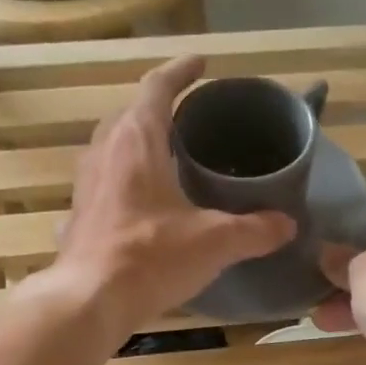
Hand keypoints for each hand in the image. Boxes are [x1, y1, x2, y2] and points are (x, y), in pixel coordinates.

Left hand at [47, 55, 294, 332]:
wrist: (90, 300)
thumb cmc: (151, 257)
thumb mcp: (214, 242)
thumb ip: (254, 230)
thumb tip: (287, 225)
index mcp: (137, 141)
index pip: (157, 87)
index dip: (181, 71)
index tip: (201, 64)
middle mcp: (104, 152)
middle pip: (130, 115)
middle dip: (157, 109)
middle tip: (187, 118)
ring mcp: (85, 186)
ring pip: (110, 149)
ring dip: (135, 146)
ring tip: (163, 159)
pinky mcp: (77, 218)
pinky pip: (102, 187)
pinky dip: (121, 185)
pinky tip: (135, 208)